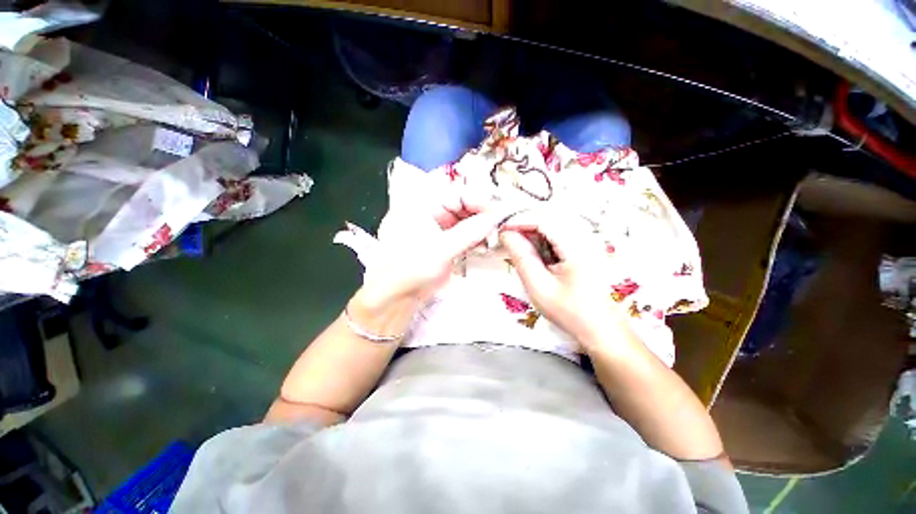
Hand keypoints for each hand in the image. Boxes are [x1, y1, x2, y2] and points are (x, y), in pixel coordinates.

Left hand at [361, 186, 505, 308]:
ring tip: (496, 236)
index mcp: (422, 205)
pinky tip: (486, 244)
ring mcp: (437, 228)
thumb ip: (471, 232)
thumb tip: (497, 217)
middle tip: (501, 225)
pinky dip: (476, 238)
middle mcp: (430, 212)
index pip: (458, 194)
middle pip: (464, 206)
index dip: (480, 201)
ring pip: (466, 221)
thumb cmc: (410, 269)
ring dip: (481, 228)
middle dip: (483, 215)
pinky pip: (464, 235)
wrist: (396, 297)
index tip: (500, 213)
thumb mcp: (441, 249)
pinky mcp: (444, 243)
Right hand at [499, 211, 622, 346]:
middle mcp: (586, 238)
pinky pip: (560, 231)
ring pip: (554, 221)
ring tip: (516, 241)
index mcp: (577, 248)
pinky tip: (534, 247)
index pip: (544, 220)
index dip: (520, 220)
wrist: (602, 328)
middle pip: (550, 216)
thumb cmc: (570, 311)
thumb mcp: (539, 287)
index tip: (501, 230)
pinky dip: (542, 235)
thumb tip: (506, 235)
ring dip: (533, 228)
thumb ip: (522, 257)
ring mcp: (588, 241)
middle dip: (525, 222)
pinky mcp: (586, 246)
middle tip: (506, 235)